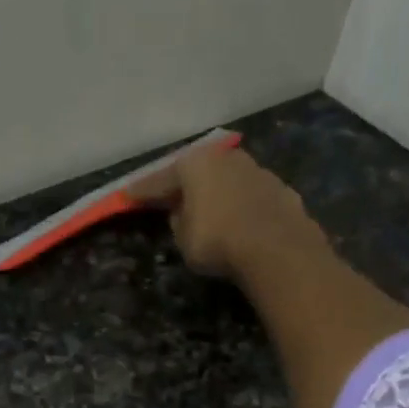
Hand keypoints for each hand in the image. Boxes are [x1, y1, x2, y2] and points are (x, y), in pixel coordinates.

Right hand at [130, 141, 323, 281]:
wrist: (277, 249)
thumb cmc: (218, 241)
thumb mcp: (183, 238)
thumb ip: (179, 221)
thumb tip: (182, 212)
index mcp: (195, 164)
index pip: (160, 179)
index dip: (142, 191)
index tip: (127, 196)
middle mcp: (226, 158)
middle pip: (197, 172)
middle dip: (184, 184)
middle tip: (170, 197)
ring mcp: (258, 171)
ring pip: (228, 180)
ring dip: (216, 192)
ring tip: (208, 209)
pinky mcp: (281, 189)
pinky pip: (250, 196)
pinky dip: (241, 205)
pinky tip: (239, 219)